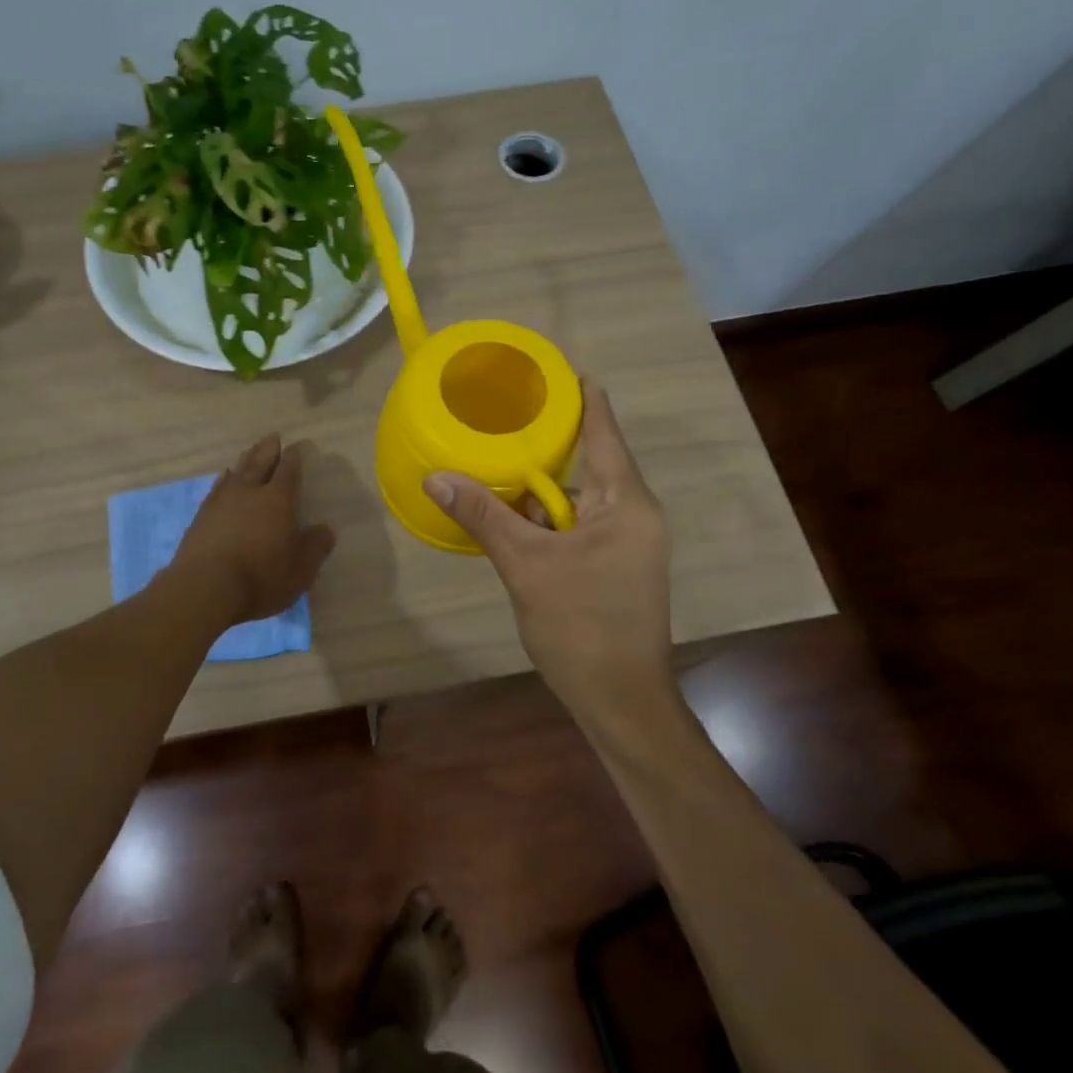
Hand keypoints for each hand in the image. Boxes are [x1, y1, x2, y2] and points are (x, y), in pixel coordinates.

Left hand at [171, 434, 336, 625]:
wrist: (206, 588)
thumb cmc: (261, 577)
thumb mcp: (301, 568)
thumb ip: (316, 545)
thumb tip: (325, 530)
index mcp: (277, 500)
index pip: (288, 471)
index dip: (294, 457)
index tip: (297, 446)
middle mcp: (249, 493)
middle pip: (259, 463)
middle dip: (268, 449)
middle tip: (273, 436)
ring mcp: (221, 503)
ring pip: (236, 472)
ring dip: (245, 460)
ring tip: (250, 451)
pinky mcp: (201, 518)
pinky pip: (216, 488)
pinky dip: (223, 480)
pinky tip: (223, 479)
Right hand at [424, 381, 673, 711]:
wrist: (620, 702)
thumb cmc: (582, 627)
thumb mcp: (526, 565)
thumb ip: (483, 516)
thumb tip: (436, 475)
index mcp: (628, 502)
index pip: (604, 431)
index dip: (582, 398)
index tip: (555, 371)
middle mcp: (635, 515)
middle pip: (589, 464)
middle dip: (547, 445)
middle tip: (504, 417)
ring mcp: (628, 544)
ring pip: (579, 500)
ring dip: (541, 490)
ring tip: (496, 463)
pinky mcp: (615, 568)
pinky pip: (579, 527)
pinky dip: (547, 521)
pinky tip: (510, 518)